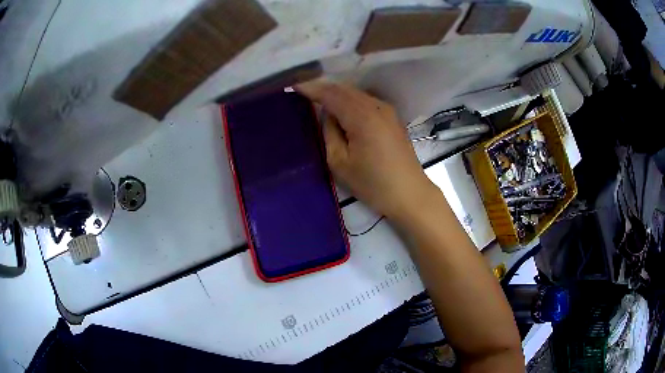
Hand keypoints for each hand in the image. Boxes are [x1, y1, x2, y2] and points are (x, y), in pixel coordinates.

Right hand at [296, 81, 437, 220]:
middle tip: (303, 91)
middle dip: (323, 88)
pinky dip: (350, 100)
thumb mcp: (340, 162)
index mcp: (361, 116)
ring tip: (318, 98)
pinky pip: (366, 100)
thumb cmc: (373, 184)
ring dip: (337, 94)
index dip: (311, 88)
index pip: (331, 94)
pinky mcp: (392, 117)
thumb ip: (329, 132)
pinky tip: (342, 108)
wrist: (409, 193)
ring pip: (356, 93)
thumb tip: (328, 114)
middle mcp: (376, 106)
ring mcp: (387, 110)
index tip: (294, 85)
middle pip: (344, 89)